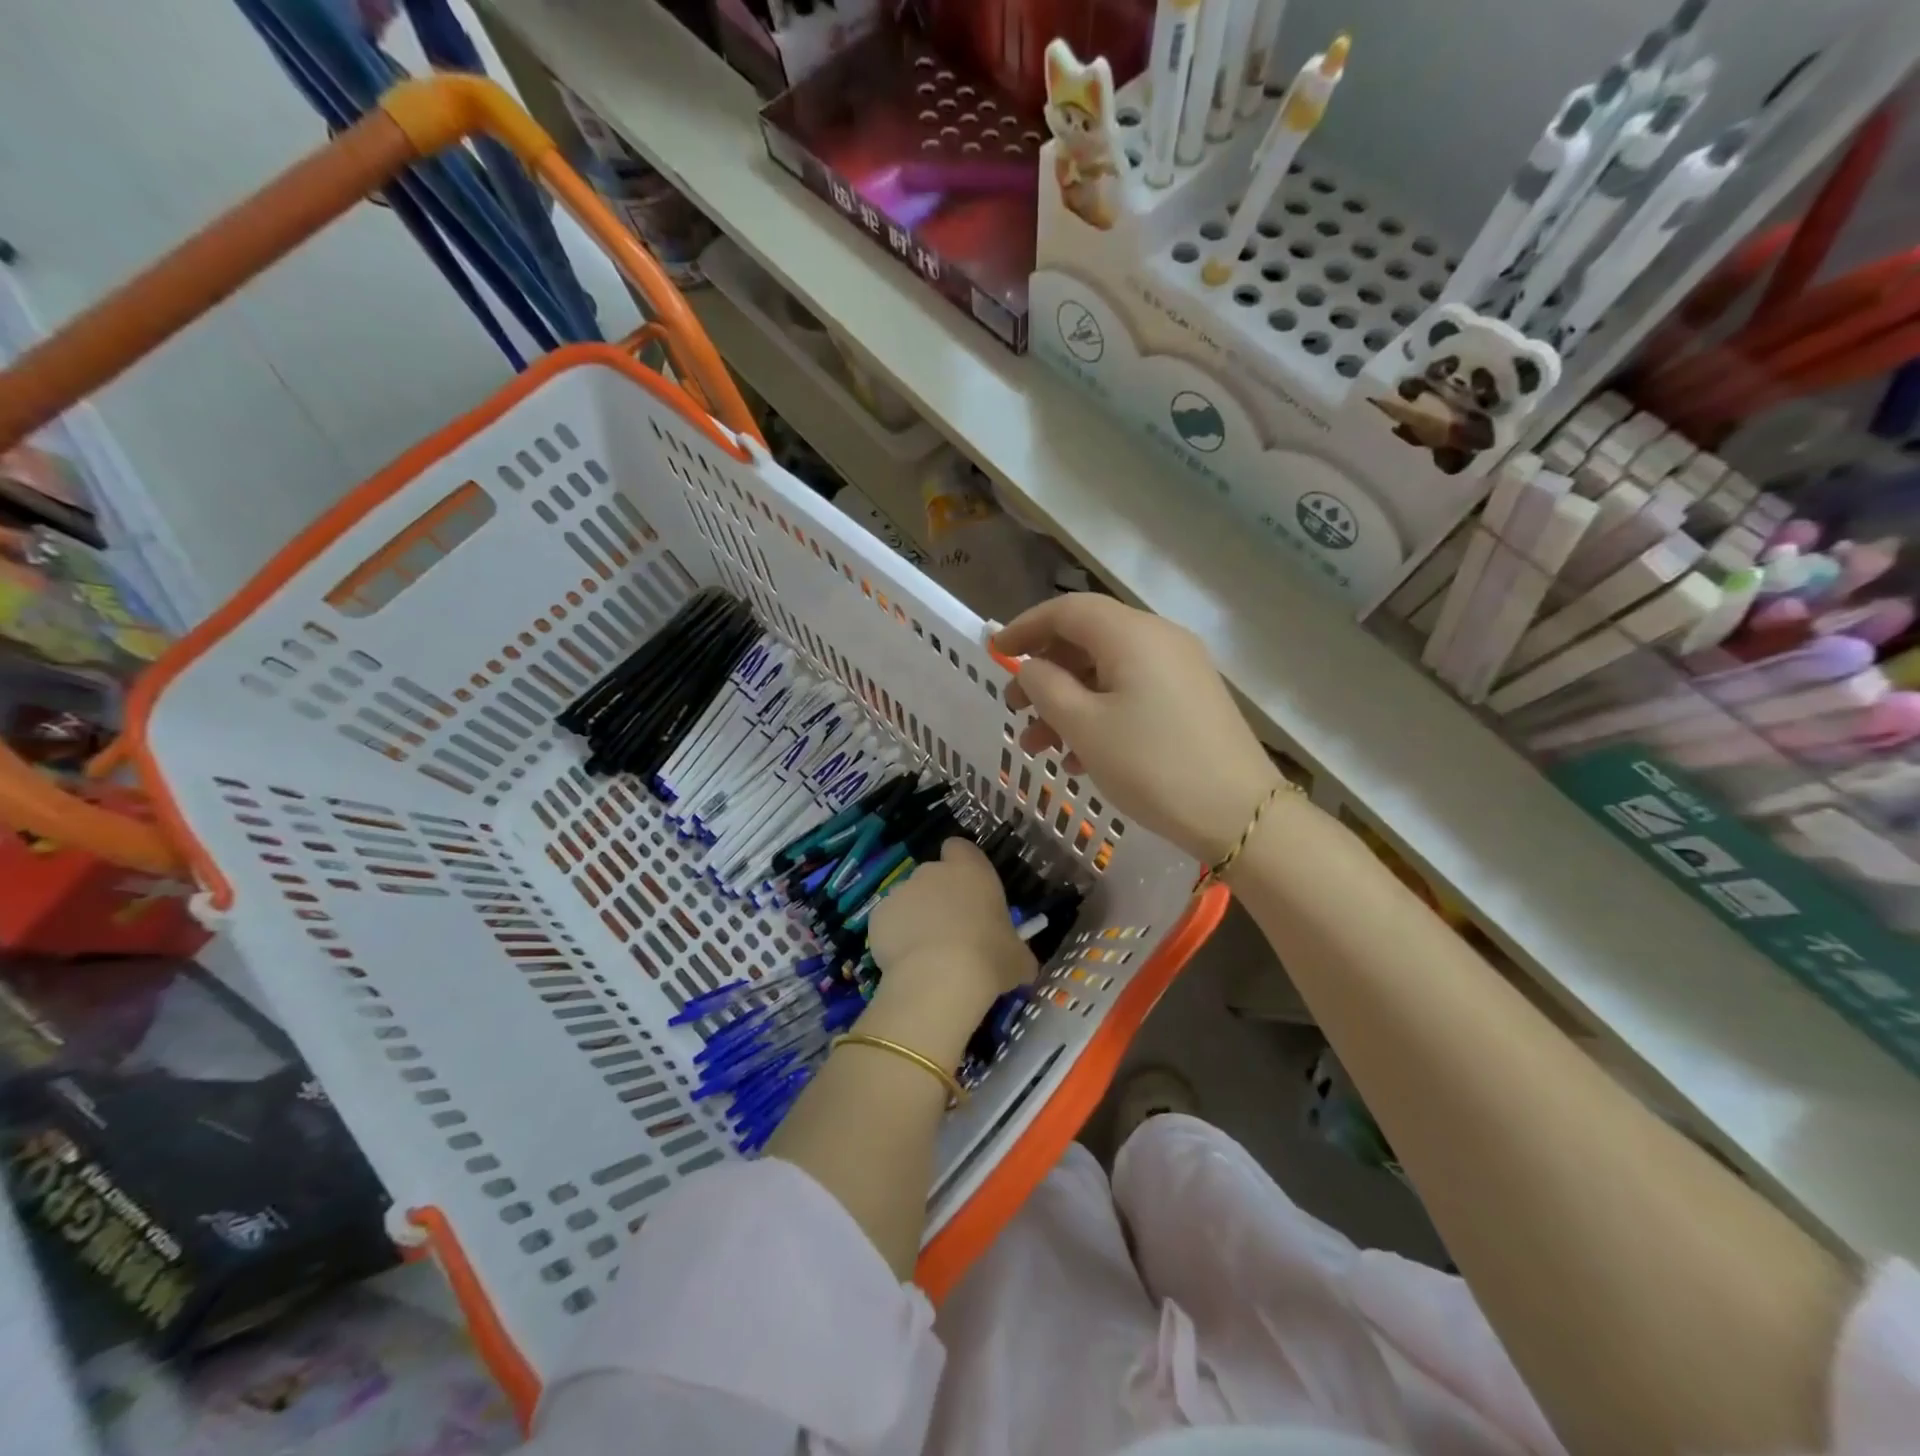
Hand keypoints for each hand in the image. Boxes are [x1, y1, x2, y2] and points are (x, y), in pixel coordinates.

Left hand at [864, 839, 1035, 1058]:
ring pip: (908, 899)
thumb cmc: (988, 958)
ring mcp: (901, 891)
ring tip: (927, 954)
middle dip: (938, 897)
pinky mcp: (878, 915)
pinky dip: (894, 937)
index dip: (961, 864)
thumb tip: (1023, 965)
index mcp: (971, 871)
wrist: (939, 978)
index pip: (960, 848)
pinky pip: (888, 922)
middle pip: (933, 875)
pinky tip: (905, 964)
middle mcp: (933, 872)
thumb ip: (1017, 953)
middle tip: (952, 931)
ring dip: (916, 918)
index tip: (967, 889)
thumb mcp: (1017, 959)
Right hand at [997, 594, 1283, 864]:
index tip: (992, 652)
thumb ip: (1046, 687)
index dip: (1024, 627)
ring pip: (1107, 672)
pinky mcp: (1190, 699)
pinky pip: (1131, 692)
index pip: (1066, 611)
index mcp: (1131, 634)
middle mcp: (1158, 639)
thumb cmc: (1152, 765)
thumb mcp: (1084, 726)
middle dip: (1043, 673)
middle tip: (1014, 709)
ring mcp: (1179, 669)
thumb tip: (1031, 668)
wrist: (1239, 814)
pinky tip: (1079, 758)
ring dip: (1067, 702)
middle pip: (1086, 640)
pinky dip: (1098, 714)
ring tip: (1039, 747)